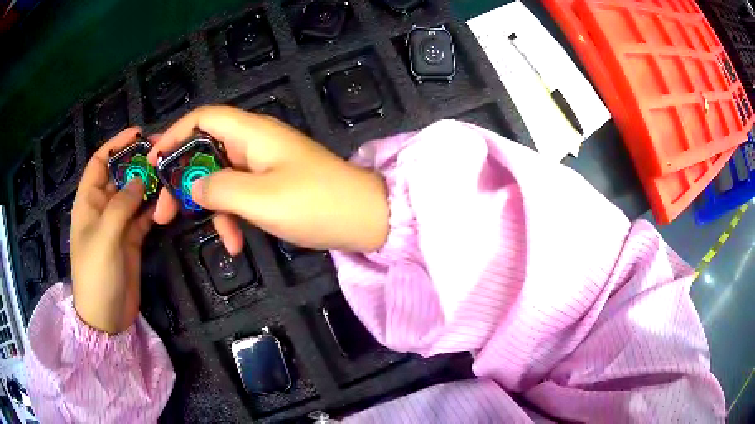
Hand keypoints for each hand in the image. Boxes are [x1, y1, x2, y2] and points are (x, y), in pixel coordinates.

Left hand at [71, 128, 153, 333]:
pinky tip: (168, 202)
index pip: (100, 163)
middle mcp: (103, 208)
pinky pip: (144, 215)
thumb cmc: (96, 275)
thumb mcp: (104, 237)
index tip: (138, 133)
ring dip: (150, 185)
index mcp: (88, 202)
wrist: (107, 317)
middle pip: (121, 175)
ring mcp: (119, 224)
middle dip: (138, 163)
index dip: (116, 145)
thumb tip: (140, 177)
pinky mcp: (132, 239)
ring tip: (170, 175)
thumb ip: (121, 205)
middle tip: (163, 153)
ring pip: (135, 194)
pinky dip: (155, 207)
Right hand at [148, 105, 388, 253]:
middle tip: (163, 213)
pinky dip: (233, 217)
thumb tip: (192, 185)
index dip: (173, 136)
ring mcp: (263, 165)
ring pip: (220, 178)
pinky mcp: (271, 185)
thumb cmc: (316, 204)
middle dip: (182, 181)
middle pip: (204, 150)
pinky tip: (236, 245)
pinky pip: (240, 195)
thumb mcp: (260, 199)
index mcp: (252, 133)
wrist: (366, 219)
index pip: (202, 118)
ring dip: (210, 208)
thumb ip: (219, 189)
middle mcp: (254, 142)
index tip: (153, 164)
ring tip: (216, 240)